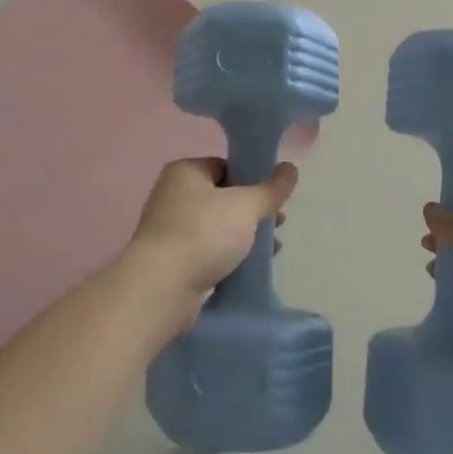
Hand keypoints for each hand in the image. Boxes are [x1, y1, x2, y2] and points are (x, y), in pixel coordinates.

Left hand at [127, 157, 297, 326]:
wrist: (162, 288)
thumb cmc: (203, 234)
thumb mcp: (246, 206)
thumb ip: (271, 188)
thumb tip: (291, 168)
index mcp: (185, 172)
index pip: (226, 165)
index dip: (253, 179)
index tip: (274, 197)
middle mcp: (173, 195)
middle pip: (223, 197)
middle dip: (252, 212)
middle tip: (277, 223)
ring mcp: (169, 229)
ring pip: (217, 226)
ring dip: (244, 236)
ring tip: (271, 249)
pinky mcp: (172, 260)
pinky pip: (208, 251)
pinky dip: (228, 256)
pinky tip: (248, 267)